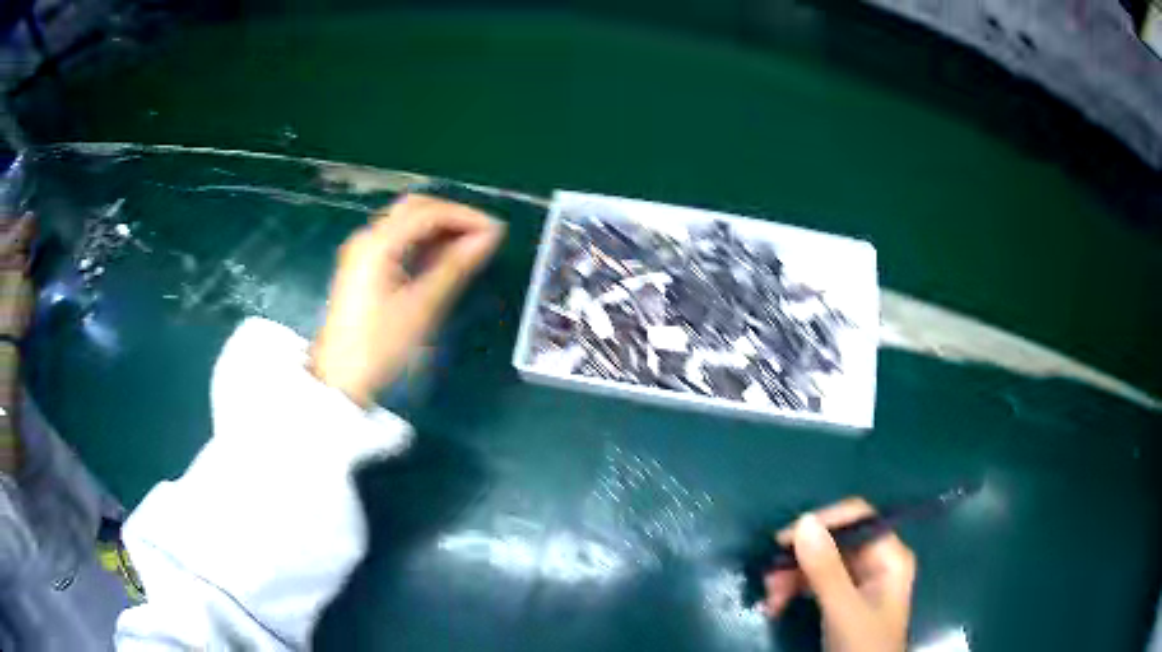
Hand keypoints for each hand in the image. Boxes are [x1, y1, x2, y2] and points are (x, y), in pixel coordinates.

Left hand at [309, 194, 504, 405]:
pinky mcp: (363, 268)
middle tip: (484, 236)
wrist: (341, 381)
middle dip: (452, 216)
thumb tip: (490, 237)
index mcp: (378, 244)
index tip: (497, 232)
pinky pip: (397, 241)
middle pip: (414, 209)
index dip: (466, 216)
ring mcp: (362, 252)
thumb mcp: (423, 306)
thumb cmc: (381, 346)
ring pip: (406, 223)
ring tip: (470, 248)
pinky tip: (443, 259)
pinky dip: (423, 243)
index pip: (428, 212)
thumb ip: (456, 266)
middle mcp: (367, 238)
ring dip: (438, 229)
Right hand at [763, 498, 915, 651]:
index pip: (857, 518)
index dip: (822, 523)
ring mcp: (859, 580)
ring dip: (790, 578)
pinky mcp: (842, 598)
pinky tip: (776, 607)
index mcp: (888, 556)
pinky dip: (794, 591)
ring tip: (770, 602)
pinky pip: (815, 583)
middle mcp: (876, 561)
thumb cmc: (862, 645)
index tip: (784, 542)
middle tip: (769, 582)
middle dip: (799, 560)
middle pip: (834, 542)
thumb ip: (826, 570)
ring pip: (820, 563)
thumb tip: (803, 520)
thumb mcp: (843, 609)